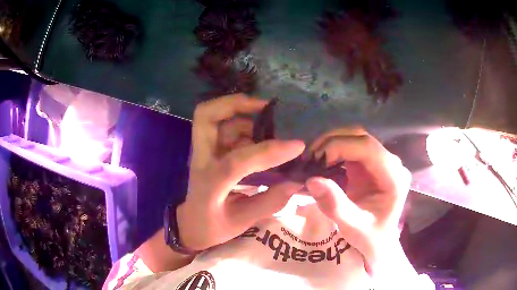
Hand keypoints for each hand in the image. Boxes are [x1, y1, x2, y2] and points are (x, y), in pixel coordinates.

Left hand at [177, 94, 304, 250]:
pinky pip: (224, 128)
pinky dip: (244, 127)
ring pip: (218, 118)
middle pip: (206, 116)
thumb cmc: (213, 227)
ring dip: (244, 117)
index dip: (269, 151)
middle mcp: (202, 160)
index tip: (297, 146)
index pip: (237, 161)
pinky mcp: (209, 150)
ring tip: (269, 129)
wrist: (191, 225)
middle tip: (263, 106)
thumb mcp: (242, 222)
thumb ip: (269, 202)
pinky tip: (260, 140)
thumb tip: (296, 182)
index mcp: (209, 184)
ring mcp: (203, 152)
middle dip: (234, 103)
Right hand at [305, 127, 410, 269]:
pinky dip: (334, 150)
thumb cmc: (370, 238)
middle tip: (309, 159)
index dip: (340, 146)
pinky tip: (321, 162)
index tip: (315, 160)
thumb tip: (312, 179)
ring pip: (355, 138)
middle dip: (332, 142)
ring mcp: (382, 162)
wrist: (379, 242)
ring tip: (313, 159)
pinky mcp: (372, 165)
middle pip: (361, 137)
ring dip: (331, 144)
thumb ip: (335, 206)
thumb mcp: (353, 228)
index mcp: (394, 177)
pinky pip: (352, 148)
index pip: (368, 147)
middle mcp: (392, 163)